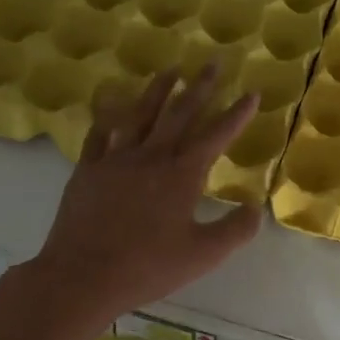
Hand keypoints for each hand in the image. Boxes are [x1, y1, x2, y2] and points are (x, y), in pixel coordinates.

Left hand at [26, 63, 261, 326]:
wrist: (83, 276)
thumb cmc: (148, 266)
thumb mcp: (204, 255)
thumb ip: (235, 230)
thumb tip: (256, 208)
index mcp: (182, 174)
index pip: (216, 135)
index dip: (237, 114)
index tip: (251, 93)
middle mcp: (151, 157)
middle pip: (179, 113)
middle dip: (200, 87)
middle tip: (213, 63)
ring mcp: (116, 159)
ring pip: (140, 114)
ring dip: (158, 90)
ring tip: (171, 70)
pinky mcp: (88, 170)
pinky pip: (100, 133)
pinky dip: (108, 114)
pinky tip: (111, 102)